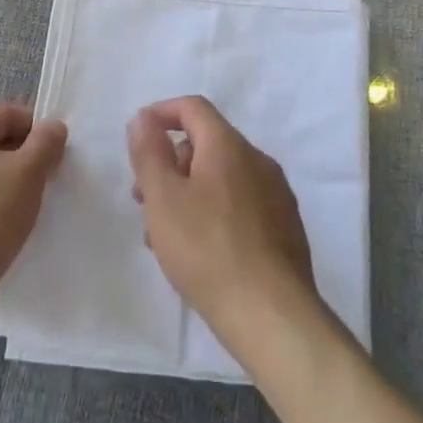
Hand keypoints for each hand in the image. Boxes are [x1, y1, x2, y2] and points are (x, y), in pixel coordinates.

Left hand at [0, 102, 66, 339]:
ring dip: (6, 186)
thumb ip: (46, 143)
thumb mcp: (28, 172)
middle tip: (48, 180)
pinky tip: (3, 233)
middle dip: (22, 158)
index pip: (6, 114)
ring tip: (28, 210)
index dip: (36, 127)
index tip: (57, 152)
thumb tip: (52, 128)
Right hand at [127, 96, 317, 351]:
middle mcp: (257, 159)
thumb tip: (143, 118)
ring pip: (222, 178)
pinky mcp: (285, 227)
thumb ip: (149, 153)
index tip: (138, 135)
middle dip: (171, 163)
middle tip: (144, 199)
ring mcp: (276, 194)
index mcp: (229, 145)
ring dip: (189, 193)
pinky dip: (214, 213)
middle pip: (207, 144)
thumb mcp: (163, 198)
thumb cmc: (207, 249)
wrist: (272, 314)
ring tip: (165, 236)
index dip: (162, 113)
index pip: (193, 108)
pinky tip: (200, 253)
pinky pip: (241, 205)